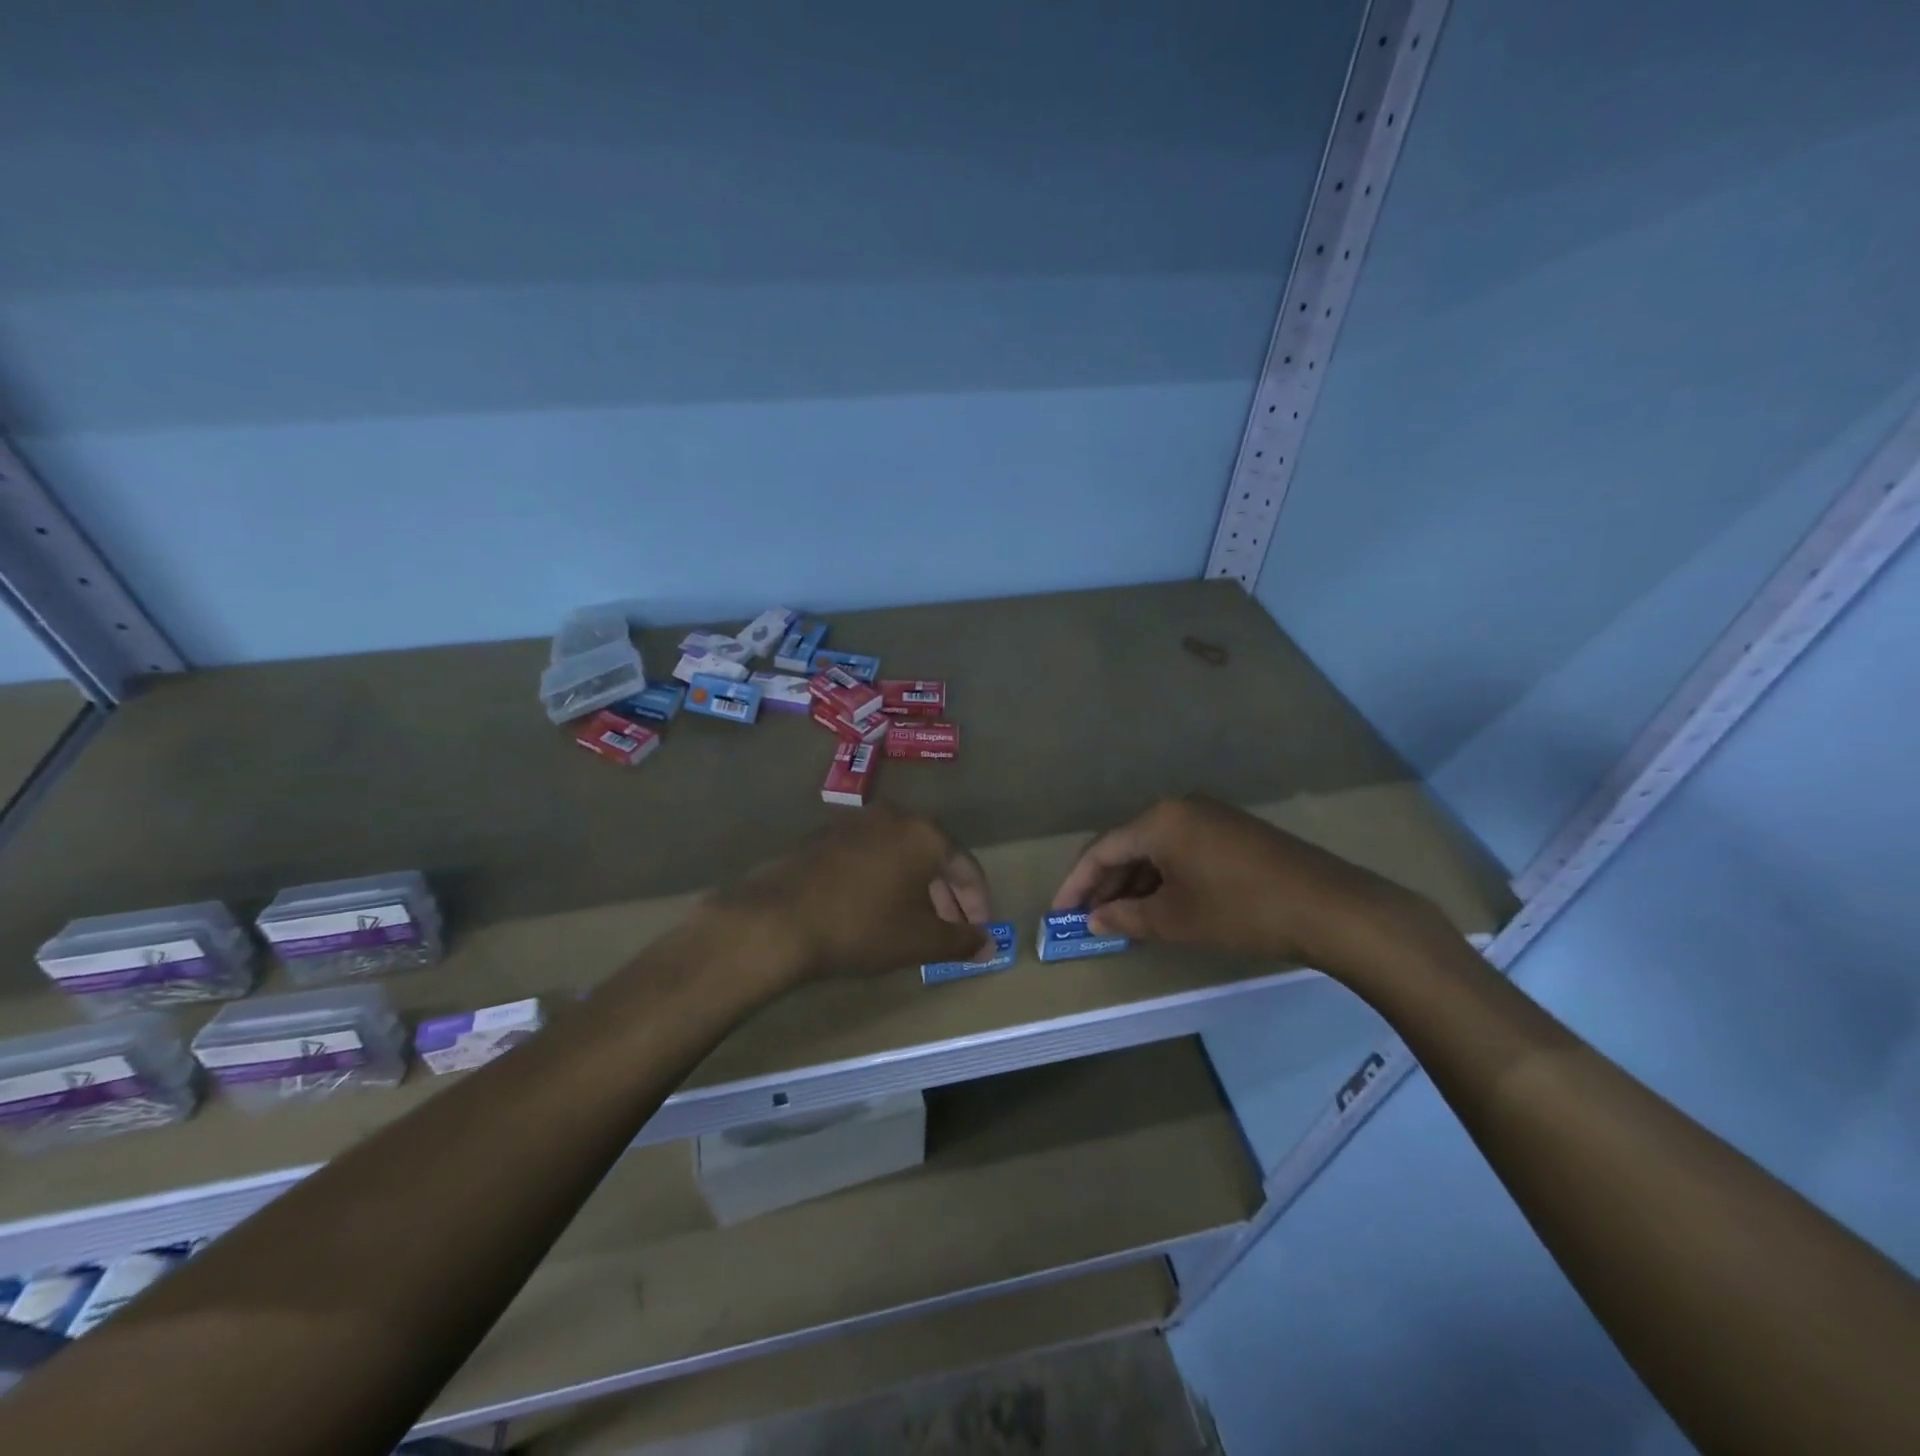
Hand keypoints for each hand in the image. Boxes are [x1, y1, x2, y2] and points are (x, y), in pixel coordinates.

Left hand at [718, 804, 994, 979]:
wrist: (779, 920)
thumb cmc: (863, 926)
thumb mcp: (920, 941)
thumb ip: (961, 941)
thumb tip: (988, 945)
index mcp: (924, 833)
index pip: (966, 866)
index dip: (978, 903)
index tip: (979, 933)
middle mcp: (893, 816)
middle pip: (933, 856)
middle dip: (946, 897)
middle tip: (949, 931)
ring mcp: (855, 823)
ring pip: (899, 855)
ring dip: (914, 888)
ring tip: (914, 924)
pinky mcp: (824, 836)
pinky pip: (869, 856)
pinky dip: (883, 880)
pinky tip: (874, 910)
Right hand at [1050, 795, 1437, 974]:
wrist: (1329, 907)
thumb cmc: (1240, 910)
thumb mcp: (1175, 919)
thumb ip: (1126, 917)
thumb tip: (1094, 920)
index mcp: (1160, 820)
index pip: (1102, 849)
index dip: (1077, 883)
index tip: (1060, 913)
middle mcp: (1180, 808)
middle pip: (1128, 846)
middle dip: (1105, 885)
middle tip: (1087, 920)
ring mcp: (1210, 817)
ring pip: (1156, 850)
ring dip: (1135, 884)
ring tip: (1120, 920)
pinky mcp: (1232, 833)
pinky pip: (1182, 851)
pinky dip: (1164, 879)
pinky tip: (1159, 907)